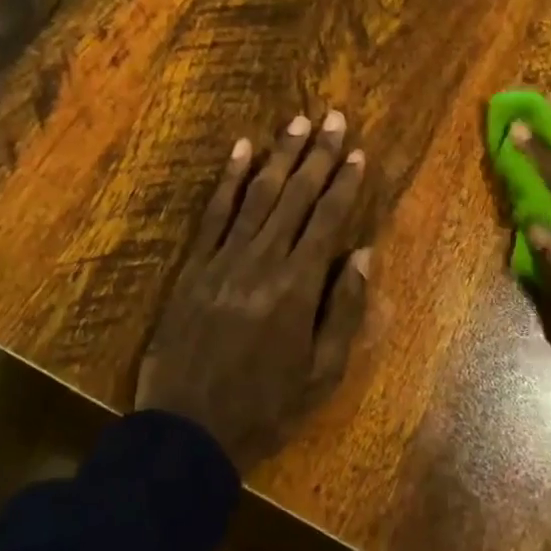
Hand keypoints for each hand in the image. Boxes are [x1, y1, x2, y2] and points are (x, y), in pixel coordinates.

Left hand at [136, 111, 371, 472]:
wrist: (186, 433)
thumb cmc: (264, 409)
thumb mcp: (321, 375)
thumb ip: (344, 311)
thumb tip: (363, 254)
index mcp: (296, 289)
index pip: (326, 221)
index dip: (344, 184)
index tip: (358, 152)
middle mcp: (261, 262)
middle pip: (295, 197)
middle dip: (318, 155)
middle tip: (334, 117)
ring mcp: (223, 260)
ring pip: (256, 196)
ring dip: (280, 156)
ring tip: (298, 122)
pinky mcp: (194, 267)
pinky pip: (214, 214)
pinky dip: (229, 179)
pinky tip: (242, 149)